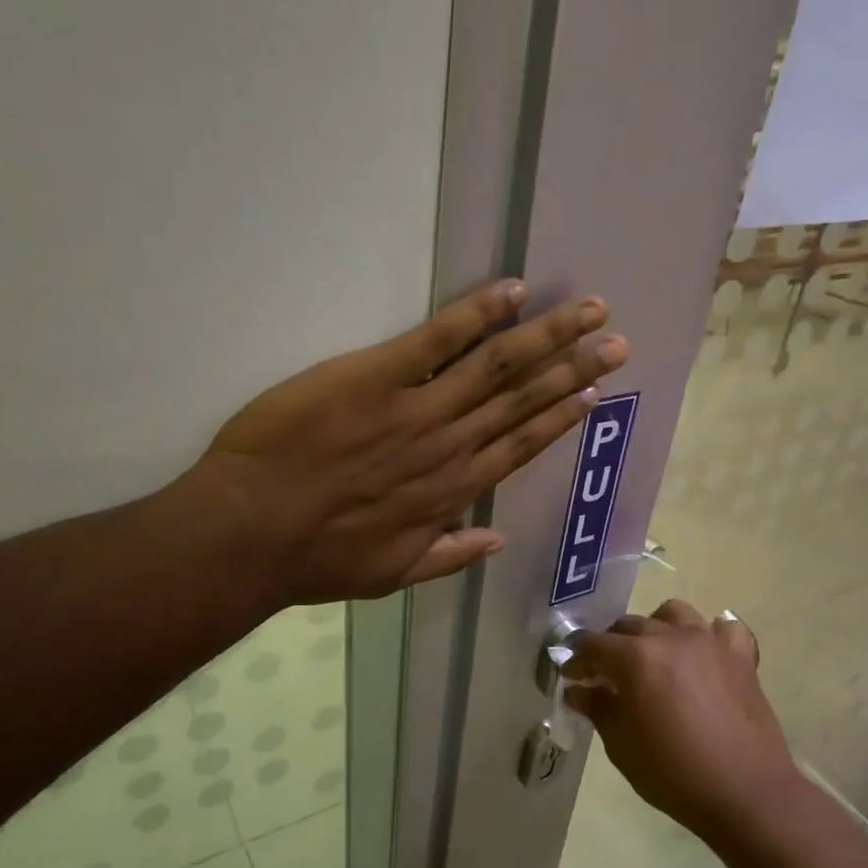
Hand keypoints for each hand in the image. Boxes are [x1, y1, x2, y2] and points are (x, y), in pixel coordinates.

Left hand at [192, 279, 627, 605]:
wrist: (253, 532)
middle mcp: (449, 446)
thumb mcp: (391, 575)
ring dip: (546, 337)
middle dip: (572, 368)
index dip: (559, 418)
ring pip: (496, 367)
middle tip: (614, 340)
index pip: (520, 447)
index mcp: (451, 492)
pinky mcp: (376, 377)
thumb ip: (447, 557)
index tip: (592, 393)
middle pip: (522, 400)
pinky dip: (476, 314)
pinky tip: (512, 292)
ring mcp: (417, 409)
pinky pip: (437, 340)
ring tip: (587, 311)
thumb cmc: (317, 558)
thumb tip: (495, 541)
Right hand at [564, 600, 800, 838]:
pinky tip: (703, 656)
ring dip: (656, 628)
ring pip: (673, 614)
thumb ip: (598, 709)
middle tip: (606, 674)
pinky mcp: (740, 657)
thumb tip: (579, 691)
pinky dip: (709, 636)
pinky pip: (723, 629)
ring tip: (653, 655)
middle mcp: (670, 638)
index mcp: (636, 658)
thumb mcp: (622, 746)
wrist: (746, 793)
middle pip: (629, 625)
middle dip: (611, 646)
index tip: (571, 677)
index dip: (577, 660)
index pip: (593, 645)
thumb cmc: (674, 773)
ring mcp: (709, 643)